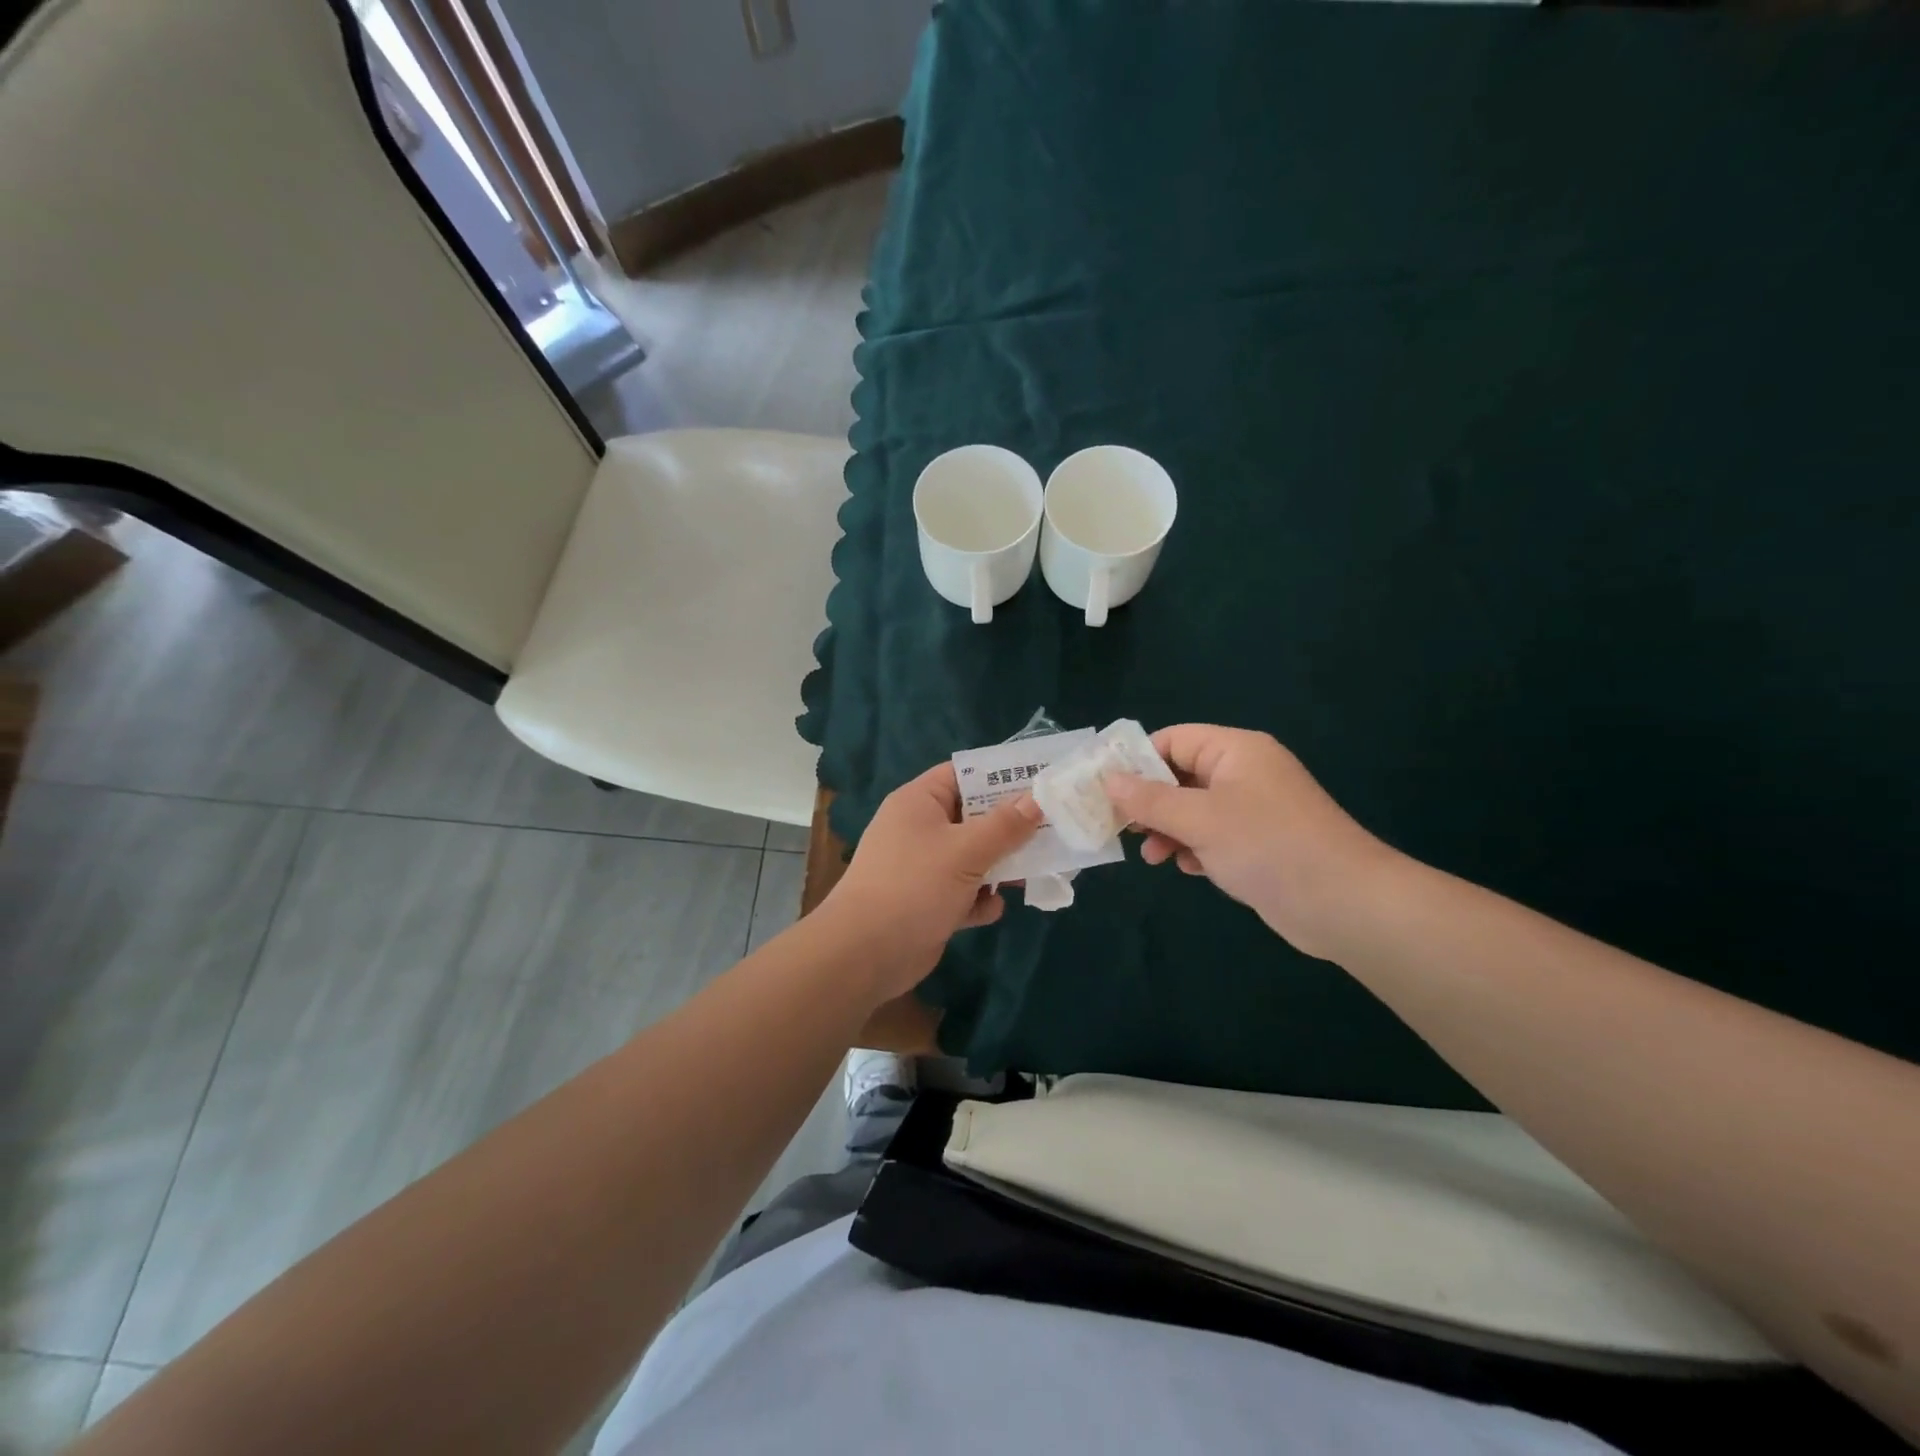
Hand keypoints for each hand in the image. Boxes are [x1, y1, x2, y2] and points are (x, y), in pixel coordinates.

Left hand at [819, 762, 1043, 999]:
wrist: (865, 954)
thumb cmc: (914, 886)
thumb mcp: (966, 851)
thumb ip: (1005, 826)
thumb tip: (1037, 799)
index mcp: (920, 802)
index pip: (963, 774)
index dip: (1000, 776)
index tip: (1040, 782)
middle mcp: (920, 829)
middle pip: (973, 817)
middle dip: (1009, 827)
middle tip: (1052, 828)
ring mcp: (923, 867)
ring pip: (972, 857)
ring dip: (1000, 866)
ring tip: (1036, 871)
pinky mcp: (928, 902)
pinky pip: (963, 892)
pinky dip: (978, 900)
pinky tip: (991, 909)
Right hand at [1103, 725, 1397, 959]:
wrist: (1344, 904)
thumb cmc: (1266, 846)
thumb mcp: (1199, 819)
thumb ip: (1149, 799)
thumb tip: (1108, 780)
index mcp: (1235, 751)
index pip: (1174, 740)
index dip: (1137, 760)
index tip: (1104, 789)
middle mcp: (1245, 773)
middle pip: (1181, 776)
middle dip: (1150, 802)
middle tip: (1121, 827)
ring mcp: (1255, 810)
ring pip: (1195, 809)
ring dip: (1169, 829)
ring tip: (1152, 856)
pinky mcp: (1261, 843)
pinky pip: (1215, 835)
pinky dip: (1196, 848)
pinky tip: (1189, 869)